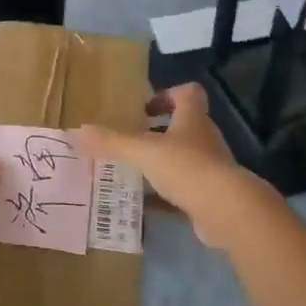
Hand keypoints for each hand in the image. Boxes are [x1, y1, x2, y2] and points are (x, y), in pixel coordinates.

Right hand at [80, 84, 276, 251]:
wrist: (227, 211)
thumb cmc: (186, 167)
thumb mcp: (143, 151)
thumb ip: (112, 142)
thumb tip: (77, 131)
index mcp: (193, 119)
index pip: (188, 93)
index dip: (168, 95)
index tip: (145, 108)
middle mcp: (204, 139)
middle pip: (185, 126)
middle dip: (159, 132)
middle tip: (133, 140)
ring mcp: (211, 168)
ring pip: (184, 159)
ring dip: (162, 163)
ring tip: (133, 171)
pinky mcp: (210, 196)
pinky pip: (185, 190)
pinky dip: (166, 195)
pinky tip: (145, 205)